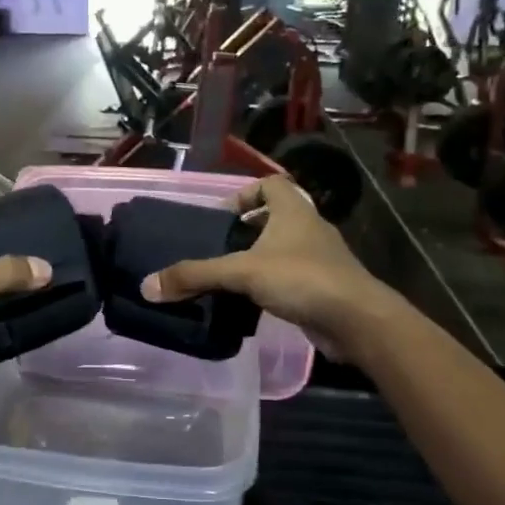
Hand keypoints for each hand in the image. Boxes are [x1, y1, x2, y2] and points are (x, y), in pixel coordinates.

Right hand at [140, 175, 398, 357]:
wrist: (357, 321)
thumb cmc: (302, 279)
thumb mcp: (242, 273)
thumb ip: (195, 276)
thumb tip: (147, 286)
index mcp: (294, 211)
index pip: (272, 184)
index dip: (246, 194)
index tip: (222, 218)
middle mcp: (310, 228)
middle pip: (275, 217)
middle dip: (246, 231)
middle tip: (217, 250)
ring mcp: (321, 258)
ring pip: (283, 249)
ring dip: (258, 259)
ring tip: (228, 278)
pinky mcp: (324, 287)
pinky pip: (291, 277)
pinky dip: (271, 284)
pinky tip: (251, 303)